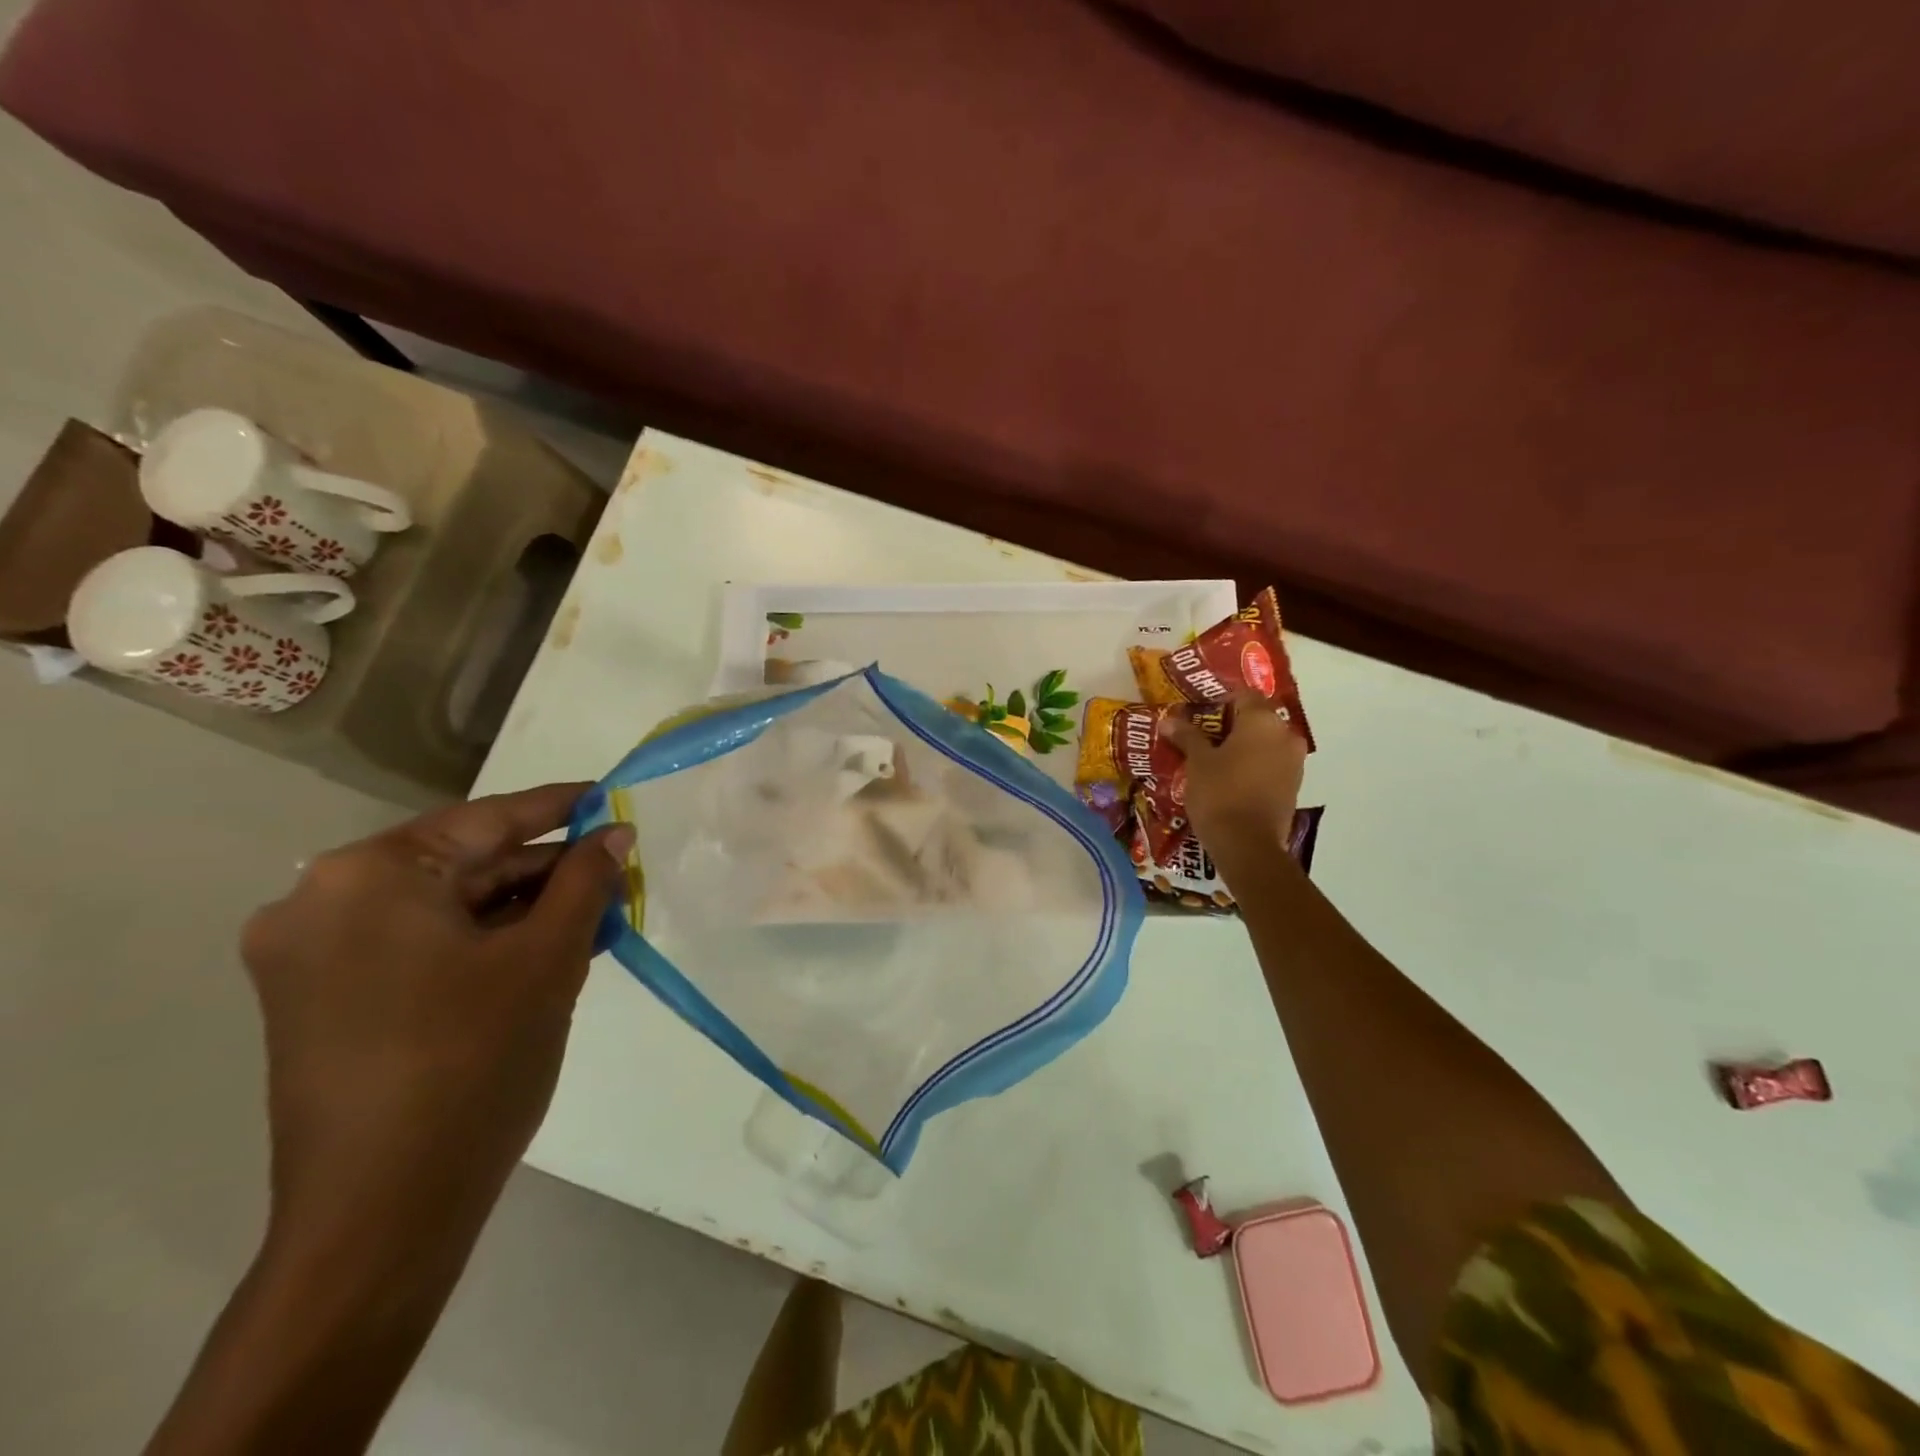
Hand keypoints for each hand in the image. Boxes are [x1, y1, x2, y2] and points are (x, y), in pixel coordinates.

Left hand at [239, 783, 632, 1264]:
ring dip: (519, 909)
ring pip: (443, 908)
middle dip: (544, 870)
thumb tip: (615, 833)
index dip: (559, 807)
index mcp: (368, 878)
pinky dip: (482, 942)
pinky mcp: (320, 1002)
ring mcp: (312, 957)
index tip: (610, 797)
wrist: (382, 1215)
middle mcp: (321, 902)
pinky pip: (419, 946)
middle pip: (461, 864)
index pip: (486, 821)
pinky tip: (543, 950)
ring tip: (594, 914)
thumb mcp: (547, 960)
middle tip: (615, 872)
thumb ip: (585, 882)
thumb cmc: (473, 1064)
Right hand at [1164, 692, 1308, 863]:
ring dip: (1242, 747)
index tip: (1196, 715)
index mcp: (1263, 720)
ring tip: (1213, 760)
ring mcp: (1294, 761)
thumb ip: (1187, 736)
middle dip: (1230, 725)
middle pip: (1256, 718)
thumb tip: (1169, 719)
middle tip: (1201, 737)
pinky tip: (1229, 779)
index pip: (1242, 694)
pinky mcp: (1294, 786)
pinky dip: (1252, 766)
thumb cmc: (1220, 793)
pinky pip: (1270, 764)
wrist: (1248, 845)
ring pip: (1265, 743)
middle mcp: (1285, 734)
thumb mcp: (1197, 762)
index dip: (1218, 701)